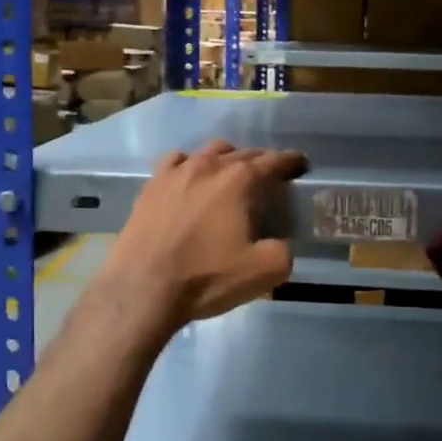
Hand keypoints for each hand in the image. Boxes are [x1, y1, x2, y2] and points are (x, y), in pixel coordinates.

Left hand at [96, 140, 306, 342]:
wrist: (142, 288)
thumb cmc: (206, 276)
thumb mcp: (263, 272)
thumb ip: (283, 251)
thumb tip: (280, 244)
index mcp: (239, 180)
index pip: (273, 161)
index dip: (289, 161)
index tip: (299, 164)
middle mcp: (208, 166)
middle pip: (242, 153)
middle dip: (260, 161)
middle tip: (269, 174)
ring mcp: (175, 172)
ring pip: (208, 152)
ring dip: (225, 158)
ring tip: (230, 173)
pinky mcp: (150, 185)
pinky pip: (175, 162)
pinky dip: (189, 165)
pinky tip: (189, 177)